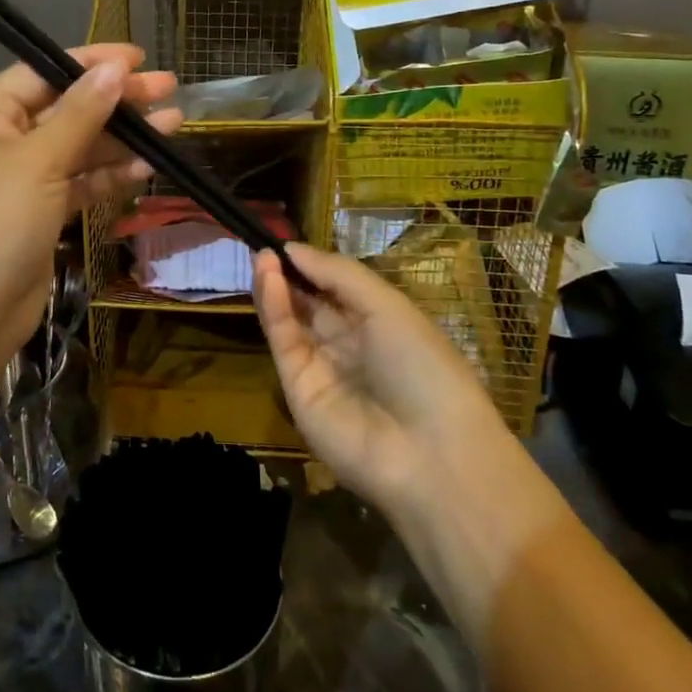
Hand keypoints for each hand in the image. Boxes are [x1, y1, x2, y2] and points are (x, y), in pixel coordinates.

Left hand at [0, 44, 181, 376]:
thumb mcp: (40, 160)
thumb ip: (81, 112)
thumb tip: (115, 69)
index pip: (43, 72)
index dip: (92, 62)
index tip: (139, 58)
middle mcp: (0, 139)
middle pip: (66, 108)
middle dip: (116, 100)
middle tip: (168, 88)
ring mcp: (21, 178)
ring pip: (79, 146)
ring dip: (122, 138)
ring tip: (173, 123)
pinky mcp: (40, 211)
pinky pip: (79, 181)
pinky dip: (110, 174)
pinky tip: (148, 166)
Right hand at [253, 243, 508, 518]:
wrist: (430, 453)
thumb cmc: (423, 366)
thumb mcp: (389, 306)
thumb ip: (338, 273)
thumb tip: (293, 248)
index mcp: (381, 325)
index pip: (338, 289)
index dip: (314, 264)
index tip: (289, 239)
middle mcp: (350, 345)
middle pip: (310, 303)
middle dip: (290, 273)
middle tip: (264, 243)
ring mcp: (322, 368)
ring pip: (291, 320)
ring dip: (276, 285)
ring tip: (261, 255)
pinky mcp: (297, 389)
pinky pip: (284, 341)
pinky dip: (273, 308)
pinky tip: (268, 277)